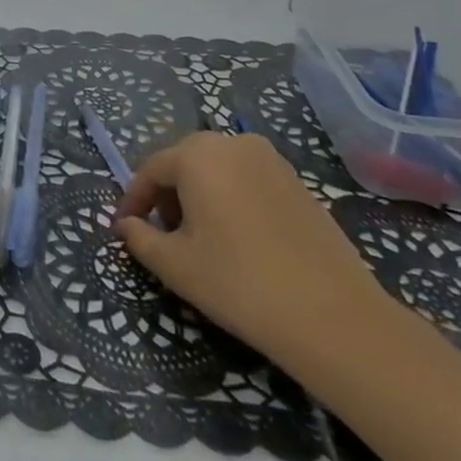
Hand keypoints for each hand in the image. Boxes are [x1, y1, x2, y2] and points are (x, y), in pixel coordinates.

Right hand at [114, 131, 389, 367]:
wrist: (334, 318)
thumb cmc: (240, 284)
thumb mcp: (175, 265)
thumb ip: (140, 238)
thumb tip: (127, 225)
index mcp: (197, 154)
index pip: (151, 170)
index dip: (134, 200)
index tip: (126, 228)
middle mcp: (232, 143)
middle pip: (184, 162)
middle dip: (167, 194)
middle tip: (163, 233)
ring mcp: (270, 159)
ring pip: (218, 169)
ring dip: (200, 194)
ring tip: (201, 238)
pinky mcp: (298, 181)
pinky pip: (248, 179)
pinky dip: (232, 198)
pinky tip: (238, 238)